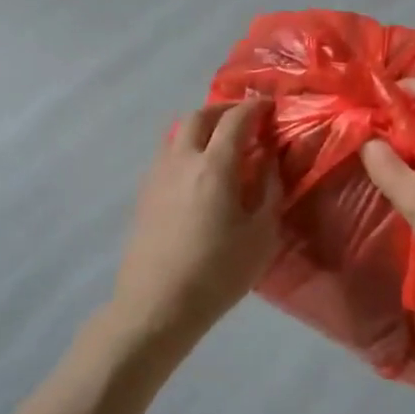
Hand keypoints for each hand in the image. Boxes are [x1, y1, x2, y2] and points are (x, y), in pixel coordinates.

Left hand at [108, 99, 280, 354]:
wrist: (156, 305)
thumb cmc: (217, 273)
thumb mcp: (260, 235)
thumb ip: (269, 190)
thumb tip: (269, 160)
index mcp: (214, 166)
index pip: (235, 120)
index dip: (255, 108)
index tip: (270, 107)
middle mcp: (182, 160)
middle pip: (199, 116)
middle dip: (224, 110)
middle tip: (245, 119)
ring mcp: (157, 175)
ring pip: (177, 133)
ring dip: (202, 126)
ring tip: (221, 142)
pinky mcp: (144, 193)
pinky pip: (167, 154)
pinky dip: (186, 147)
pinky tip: (198, 171)